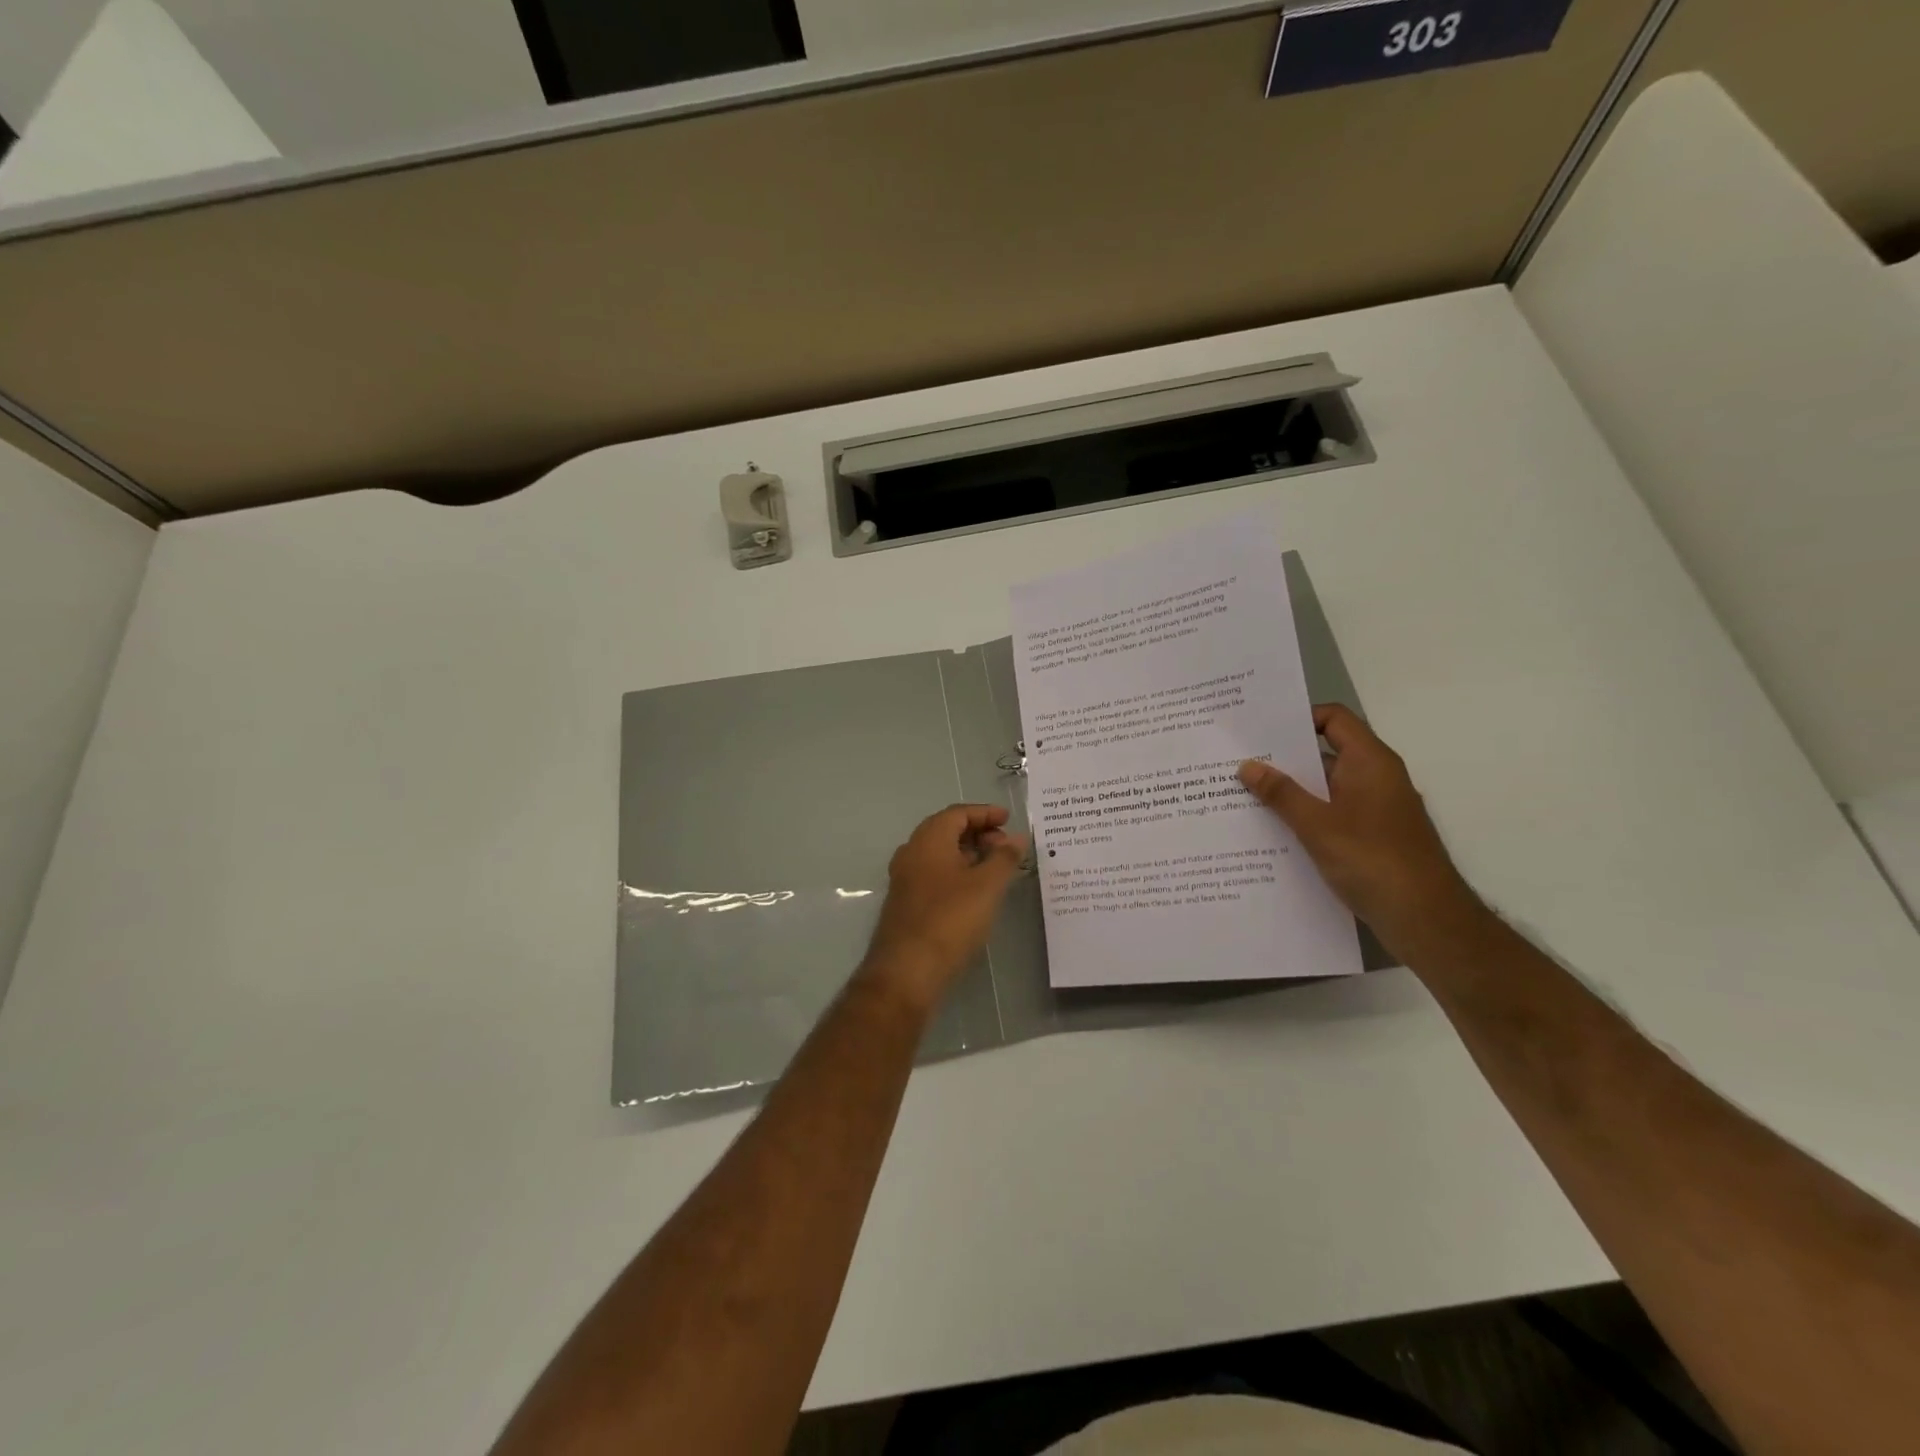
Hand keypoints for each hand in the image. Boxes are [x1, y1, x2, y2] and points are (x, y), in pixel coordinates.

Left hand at [860, 804, 1028, 1012]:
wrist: (907, 970)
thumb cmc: (950, 919)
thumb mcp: (987, 886)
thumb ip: (1004, 858)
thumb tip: (1018, 838)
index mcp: (928, 840)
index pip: (957, 813)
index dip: (985, 813)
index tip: (1009, 820)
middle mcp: (912, 852)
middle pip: (946, 830)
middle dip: (978, 833)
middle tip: (1006, 845)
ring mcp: (905, 879)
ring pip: (940, 854)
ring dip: (968, 854)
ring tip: (996, 868)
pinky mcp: (906, 903)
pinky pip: (934, 874)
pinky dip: (957, 873)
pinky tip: (975, 892)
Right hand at [1239, 705, 1484, 961]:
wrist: (1425, 918)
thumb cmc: (1372, 860)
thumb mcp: (1317, 825)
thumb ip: (1281, 793)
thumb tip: (1248, 765)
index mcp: (1370, 762)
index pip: (1334, 719)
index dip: (1298, 718)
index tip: (1260, 730)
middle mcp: (1376, 778)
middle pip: (1327, 752)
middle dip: (1284, 758)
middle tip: (1239, 762)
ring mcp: (1376, 808)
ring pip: (1327, 787)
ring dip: (1292, 791)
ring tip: (1245, 796)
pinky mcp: (1373, 836)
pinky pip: (1333, 813)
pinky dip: (1306, 816)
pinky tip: (1274, 831)